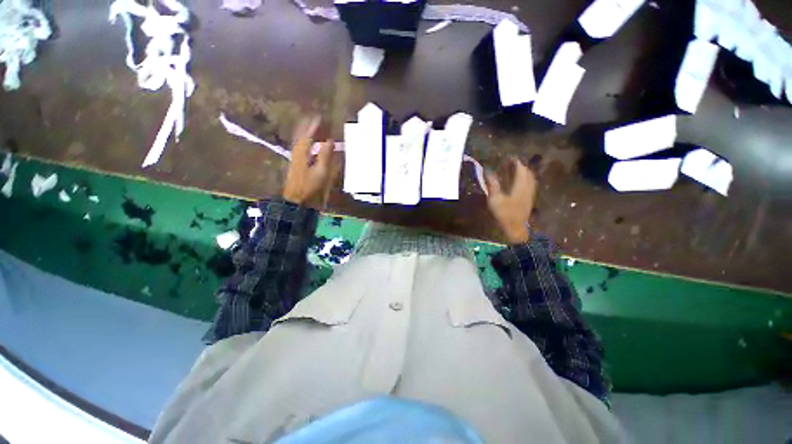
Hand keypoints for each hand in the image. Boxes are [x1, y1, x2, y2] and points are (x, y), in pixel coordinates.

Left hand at [282, 116, 335, 205]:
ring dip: (305, 132)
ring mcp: (296, 158)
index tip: (320, 116)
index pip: (308, 134)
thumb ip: (325, 155)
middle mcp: (297, 152)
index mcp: (302, 152)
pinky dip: (305, 142)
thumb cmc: (310, 186)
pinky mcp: (297, 164)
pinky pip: (300, 148)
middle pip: (301, 134)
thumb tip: (330, 140)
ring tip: (312, 126)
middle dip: (307, 125)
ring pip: (299, 140)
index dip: (314, 125)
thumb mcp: (321, 171)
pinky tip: (310, 143)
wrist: (297, 200)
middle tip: (315, 118)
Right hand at [485, 158, 536, 243]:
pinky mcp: (529, 199)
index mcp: (520, 186)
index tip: (509, 157)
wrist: (515, 228)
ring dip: (523, 172)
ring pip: (530, 178)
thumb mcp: (495, 199)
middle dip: (520, 166)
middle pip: (527, 172)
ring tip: (515, 170)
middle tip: (511, 162)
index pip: (520, 169)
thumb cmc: (504, 214)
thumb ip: (492, 184)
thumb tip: (487, 170)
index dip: (516, 162)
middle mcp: (528, 188)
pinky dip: (525, 179)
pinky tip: (519, 182)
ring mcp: (530, 194)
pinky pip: (530, 184)